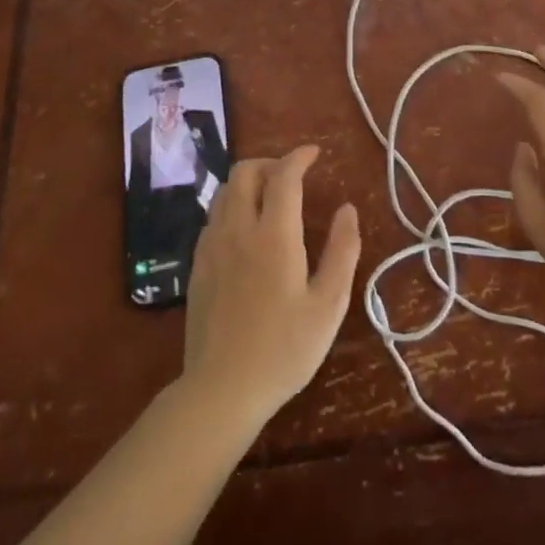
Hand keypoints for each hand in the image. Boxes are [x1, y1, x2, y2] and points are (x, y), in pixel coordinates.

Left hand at [181, 144, 360, 428]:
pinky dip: (232, 206)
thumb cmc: (284, 349)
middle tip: (293, 177)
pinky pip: (213, 217)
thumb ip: (342, 251)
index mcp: (274, 235)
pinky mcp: (197, 266)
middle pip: (245, 172)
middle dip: (270, 163)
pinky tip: (246, 230)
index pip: (283, 175)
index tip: (315, 153)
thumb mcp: (329, 304)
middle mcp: (238, 230)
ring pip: (224, 191)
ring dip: (249, 182)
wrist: (221, 391)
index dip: (299, 157)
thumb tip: (347, 209)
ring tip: (271, 198)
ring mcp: (212, 247)